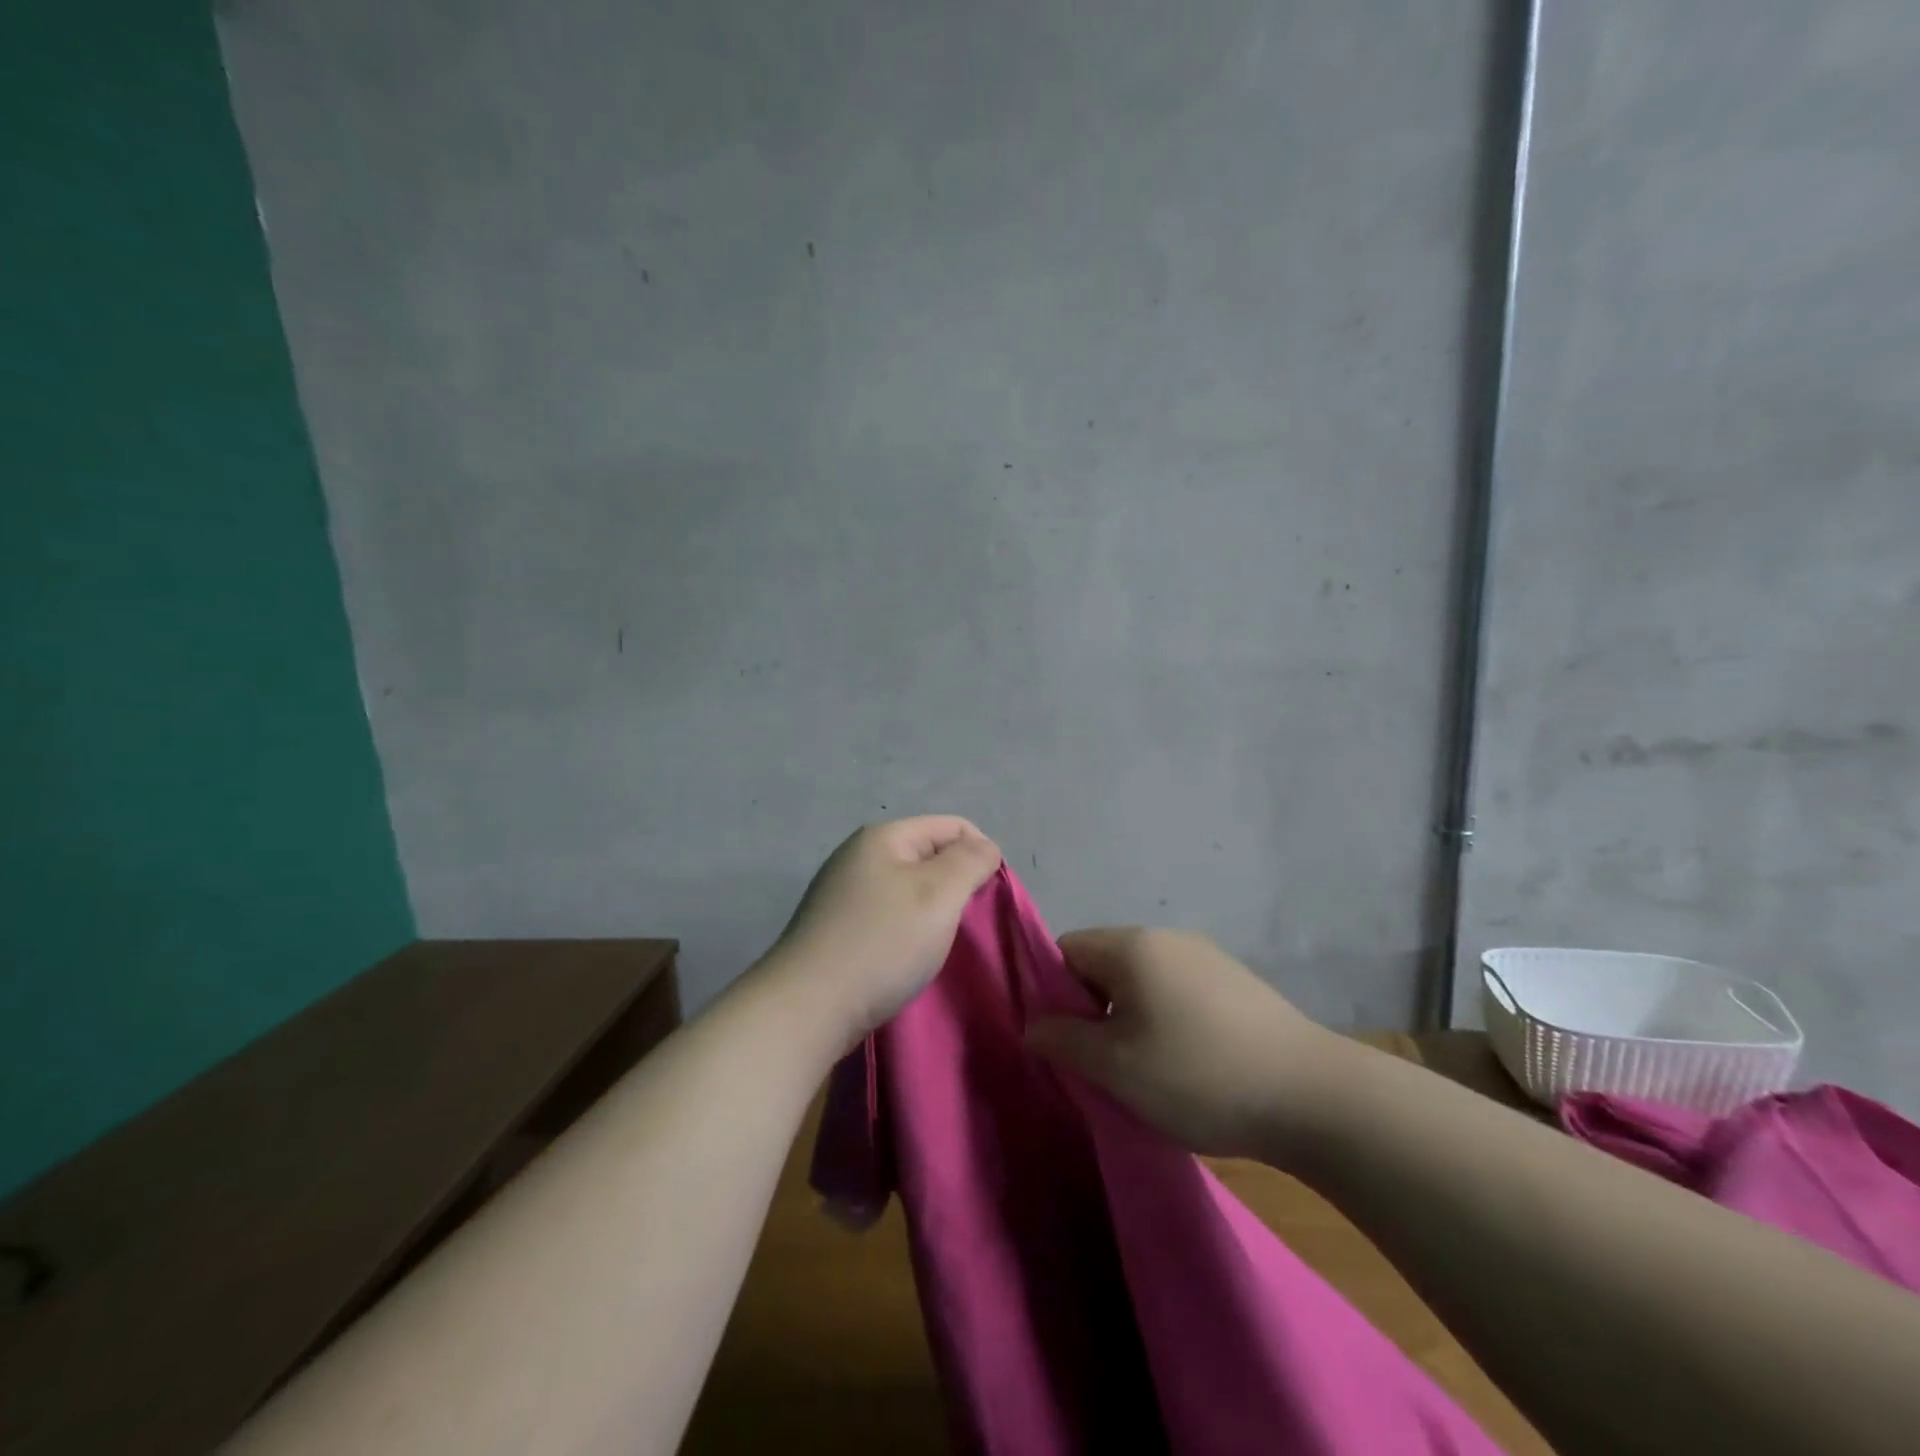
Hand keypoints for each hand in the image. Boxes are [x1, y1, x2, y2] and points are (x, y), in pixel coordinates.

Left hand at [764, 816, 1001, 1045]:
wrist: (808, 1008)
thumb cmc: (882, 943)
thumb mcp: (938, 894)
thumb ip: (969, 862)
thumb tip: (985, 845)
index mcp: (882, 837)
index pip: (952, 827)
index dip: (980, 854)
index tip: (989, 898)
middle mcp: (859, 856)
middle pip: (929, 855)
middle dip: (955, 884)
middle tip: (964, 924)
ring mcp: (843, 892)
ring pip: (909, 887)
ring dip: (932, 910)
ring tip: (936, 943)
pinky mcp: (836, 927)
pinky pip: (888, 914)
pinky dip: (907, 929)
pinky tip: (906, 956)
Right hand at [1025, 927, 1345, 1159]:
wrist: (1313, 1097)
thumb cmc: (1198, 1075)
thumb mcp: (1115, 1066)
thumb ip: (1062, 1040)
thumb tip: (1032, 1023)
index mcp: (1132, 946)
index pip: (1066, 950)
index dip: (1054, 993)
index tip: (1067, 1041)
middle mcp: (1167, 937)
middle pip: (1104, 963)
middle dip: (1093, 1009)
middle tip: (1104, 1063)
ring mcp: (1207, 957)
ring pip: (1143, 979)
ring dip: (1130, 1017)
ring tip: (1148, 1070)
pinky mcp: (1236, 983)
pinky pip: (1179, 990)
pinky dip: (1167, 1019)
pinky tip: (1190, 1063)